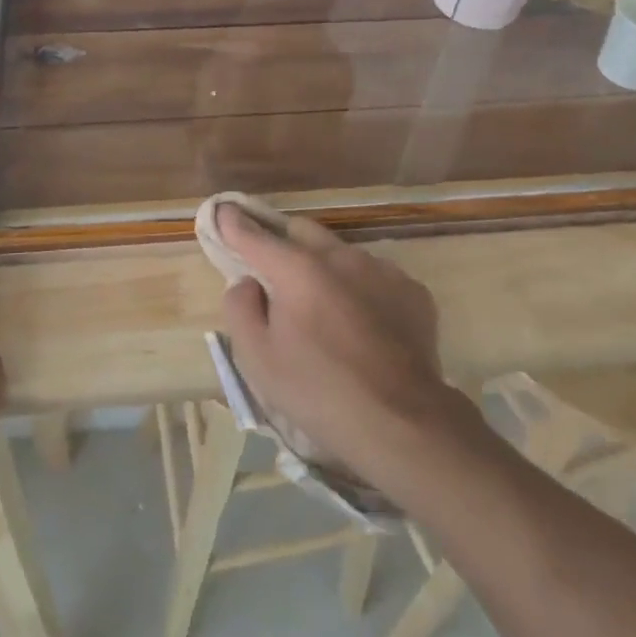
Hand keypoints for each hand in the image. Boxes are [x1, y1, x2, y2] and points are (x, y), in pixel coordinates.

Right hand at [218, 206, 465, 487]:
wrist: (402, 423)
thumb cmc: (318, 392)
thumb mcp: (257, 359)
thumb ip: (240, 308)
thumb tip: (247, 282)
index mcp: (297, 269)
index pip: (255, 236)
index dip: (234, 223)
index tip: (223, 212)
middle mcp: (340, 256)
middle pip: (302, 231)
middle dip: (283, 243)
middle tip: (276, 275)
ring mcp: (382, 270)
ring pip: (341, 253)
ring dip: (325, 268)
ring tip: (325, 310)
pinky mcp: (412, 290)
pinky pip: (375, 277)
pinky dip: (361, 290)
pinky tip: (363, 326)